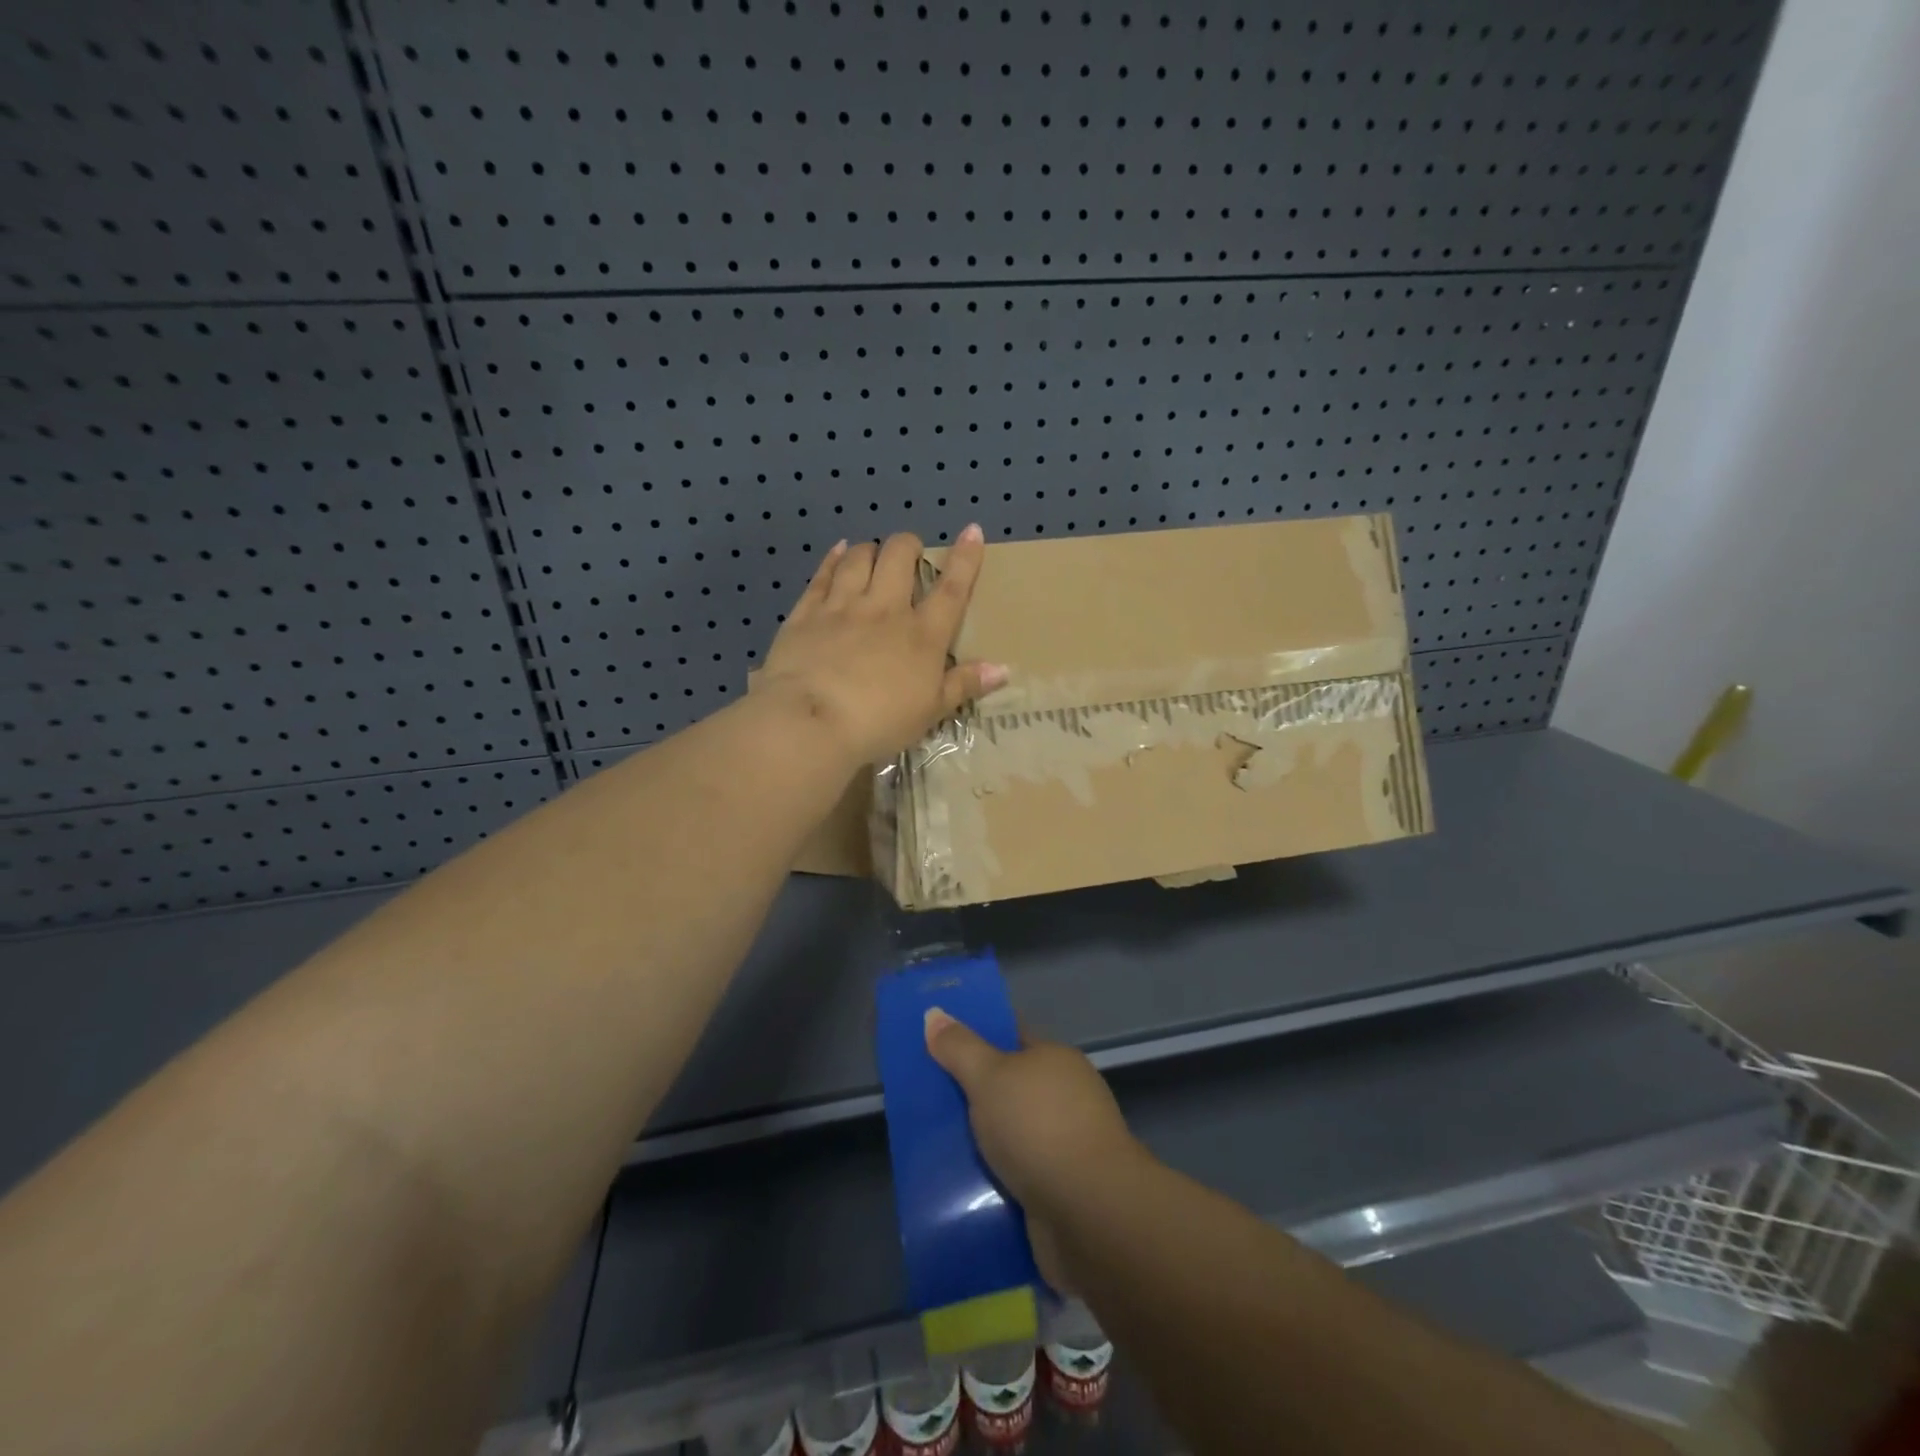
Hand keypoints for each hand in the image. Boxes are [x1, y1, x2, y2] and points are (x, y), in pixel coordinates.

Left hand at [756, 525, 1007, 765]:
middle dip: (908, 545)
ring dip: (870, 550)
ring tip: (873, 554)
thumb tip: (1003, 669)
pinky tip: (838, 551)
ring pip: (859, 558)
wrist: (811, 722)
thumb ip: (964, 685)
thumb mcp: (930, 712)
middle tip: (909, 553)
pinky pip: (822, 575)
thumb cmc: (879, 723)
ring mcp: (842, 607)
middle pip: (899, 557)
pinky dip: (833, 559)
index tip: (971, 531)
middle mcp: (884, 609)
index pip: (951, 590)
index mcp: (922, 635)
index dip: (965, 558)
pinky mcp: (806, 613)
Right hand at [924, 1009, 1145, 1290]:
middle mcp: (1065, 1097)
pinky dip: (993, 1180)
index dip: (977, 1036)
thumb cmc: (1038, 1127)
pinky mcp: (1062, 1191)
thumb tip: (934, 1013)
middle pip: (1009, 1088)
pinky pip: (1017, 1176)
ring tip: (933, 1147)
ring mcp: (1066, 1146)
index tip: (938, 1043)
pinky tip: (961, 1187)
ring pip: (1011, 1135)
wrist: (1091, 1214)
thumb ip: (959, 1047)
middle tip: (925, 1098)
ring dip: (981, 1143)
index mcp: (1055, 1060)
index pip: (1012, 1037)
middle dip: (972, 1095)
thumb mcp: (989, 1076)